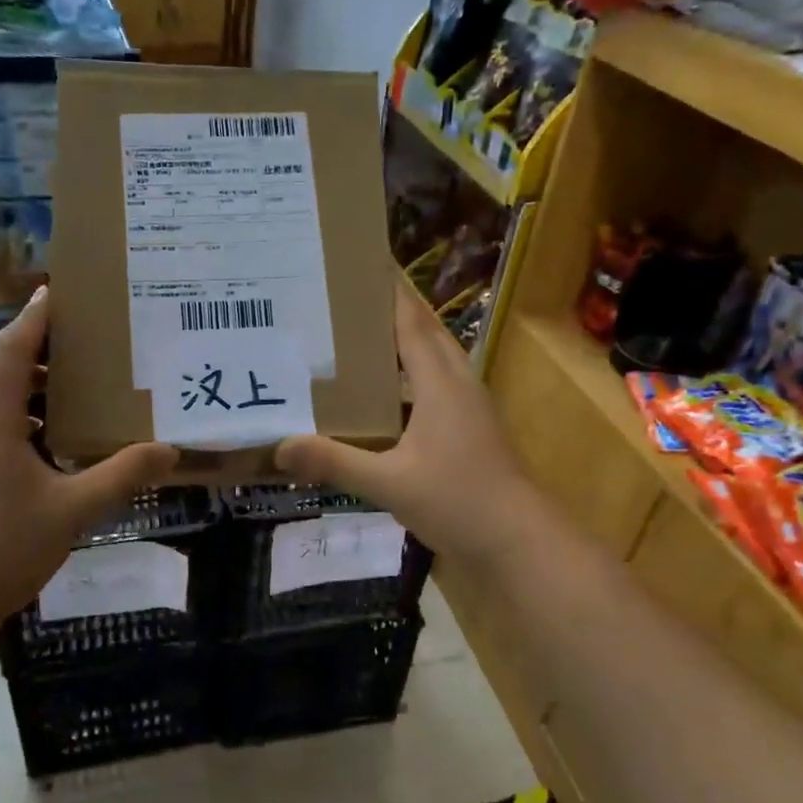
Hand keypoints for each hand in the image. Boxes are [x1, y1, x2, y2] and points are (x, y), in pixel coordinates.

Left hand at [0, 288, 177, 637]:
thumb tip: (169, 451)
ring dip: (18, 377)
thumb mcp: (72, 510)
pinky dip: (8, 408)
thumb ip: (121, 475)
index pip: (13, 347)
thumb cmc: (0, 548)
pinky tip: (41, 433)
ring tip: (64, 381)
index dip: (36, 317)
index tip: (60, 291)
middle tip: (75, 338)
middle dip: (31, 343)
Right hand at [276, 281, 542, 565]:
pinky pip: (439, 386)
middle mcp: (459, 385)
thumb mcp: (389, 484)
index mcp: (441, 384)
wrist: (521, 541)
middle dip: (394, 309)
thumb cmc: (458, 502)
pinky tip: (386, 394)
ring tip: (362, 336)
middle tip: (351, 296)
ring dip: (405, 342)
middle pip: (427, 333)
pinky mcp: (473, 428)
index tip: (365, 262)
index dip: (390, 292)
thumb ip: (335, 462)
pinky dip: (412, 376)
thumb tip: (281, 446)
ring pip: (436, 359)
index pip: (411, 323)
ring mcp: (471, 407)